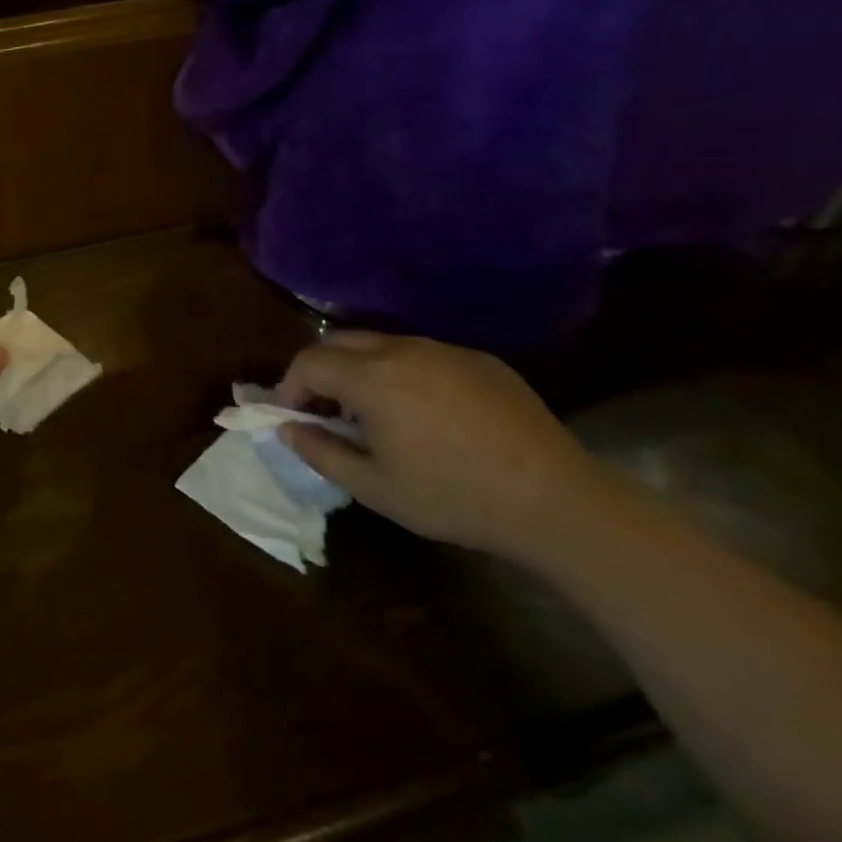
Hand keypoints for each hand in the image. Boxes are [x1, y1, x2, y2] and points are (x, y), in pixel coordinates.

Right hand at [275, 331, 613, 562]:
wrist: (554, 499)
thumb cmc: (452, 496)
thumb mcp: (374, 487)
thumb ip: (320, 452)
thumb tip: (286, 429)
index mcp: (372, 377)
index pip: (309, 362)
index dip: (290, 387)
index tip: (294, 416)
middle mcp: (404, 350)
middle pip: (340, 341)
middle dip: (320, 370)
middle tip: (325, 410)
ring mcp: (445, 350)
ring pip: (382, 343)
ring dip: (360, 369)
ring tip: (372, 412)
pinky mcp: (479, 359)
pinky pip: (423, 353)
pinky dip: (402, 371)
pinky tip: (423, 412)